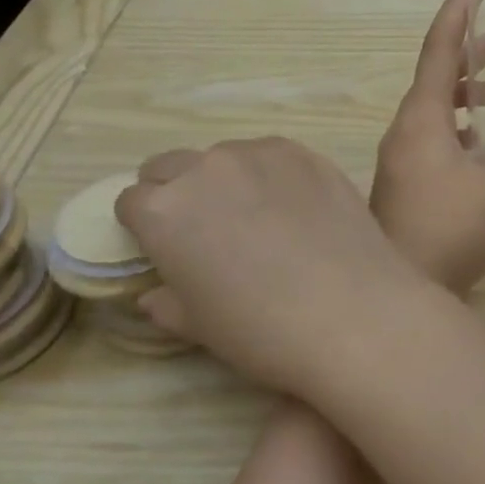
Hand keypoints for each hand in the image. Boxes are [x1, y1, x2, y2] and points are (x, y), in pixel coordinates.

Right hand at [114, 138, 435, 392]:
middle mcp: (205, 168)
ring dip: (226, 179)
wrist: (353, 312)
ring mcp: (259, 153)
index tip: (165, 246)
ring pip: (224, 156)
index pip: (131, 200)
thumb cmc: (263, 331)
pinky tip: (296, 208)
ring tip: (259, 218)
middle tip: (207, 229)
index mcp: (162, 210)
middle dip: (176, 192)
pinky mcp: (305, 152)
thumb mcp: (200, 326)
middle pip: (171, 165)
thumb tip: (154, 293)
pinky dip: (271, 174)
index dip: (145, 225)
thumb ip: (167, 301)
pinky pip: (272, 154)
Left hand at [370, 0, 484, 293]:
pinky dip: (457, 121)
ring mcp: (399, 158)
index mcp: (421, 121)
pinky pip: (430, 132)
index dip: (459, 11)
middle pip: (436, 74)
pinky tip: (478, 141)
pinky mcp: (403, 182)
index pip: (440, 49)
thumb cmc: (446, 240)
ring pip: (432, 105)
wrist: (390, 299)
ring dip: (465, 88)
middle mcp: (404, 131)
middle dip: (472, 51)